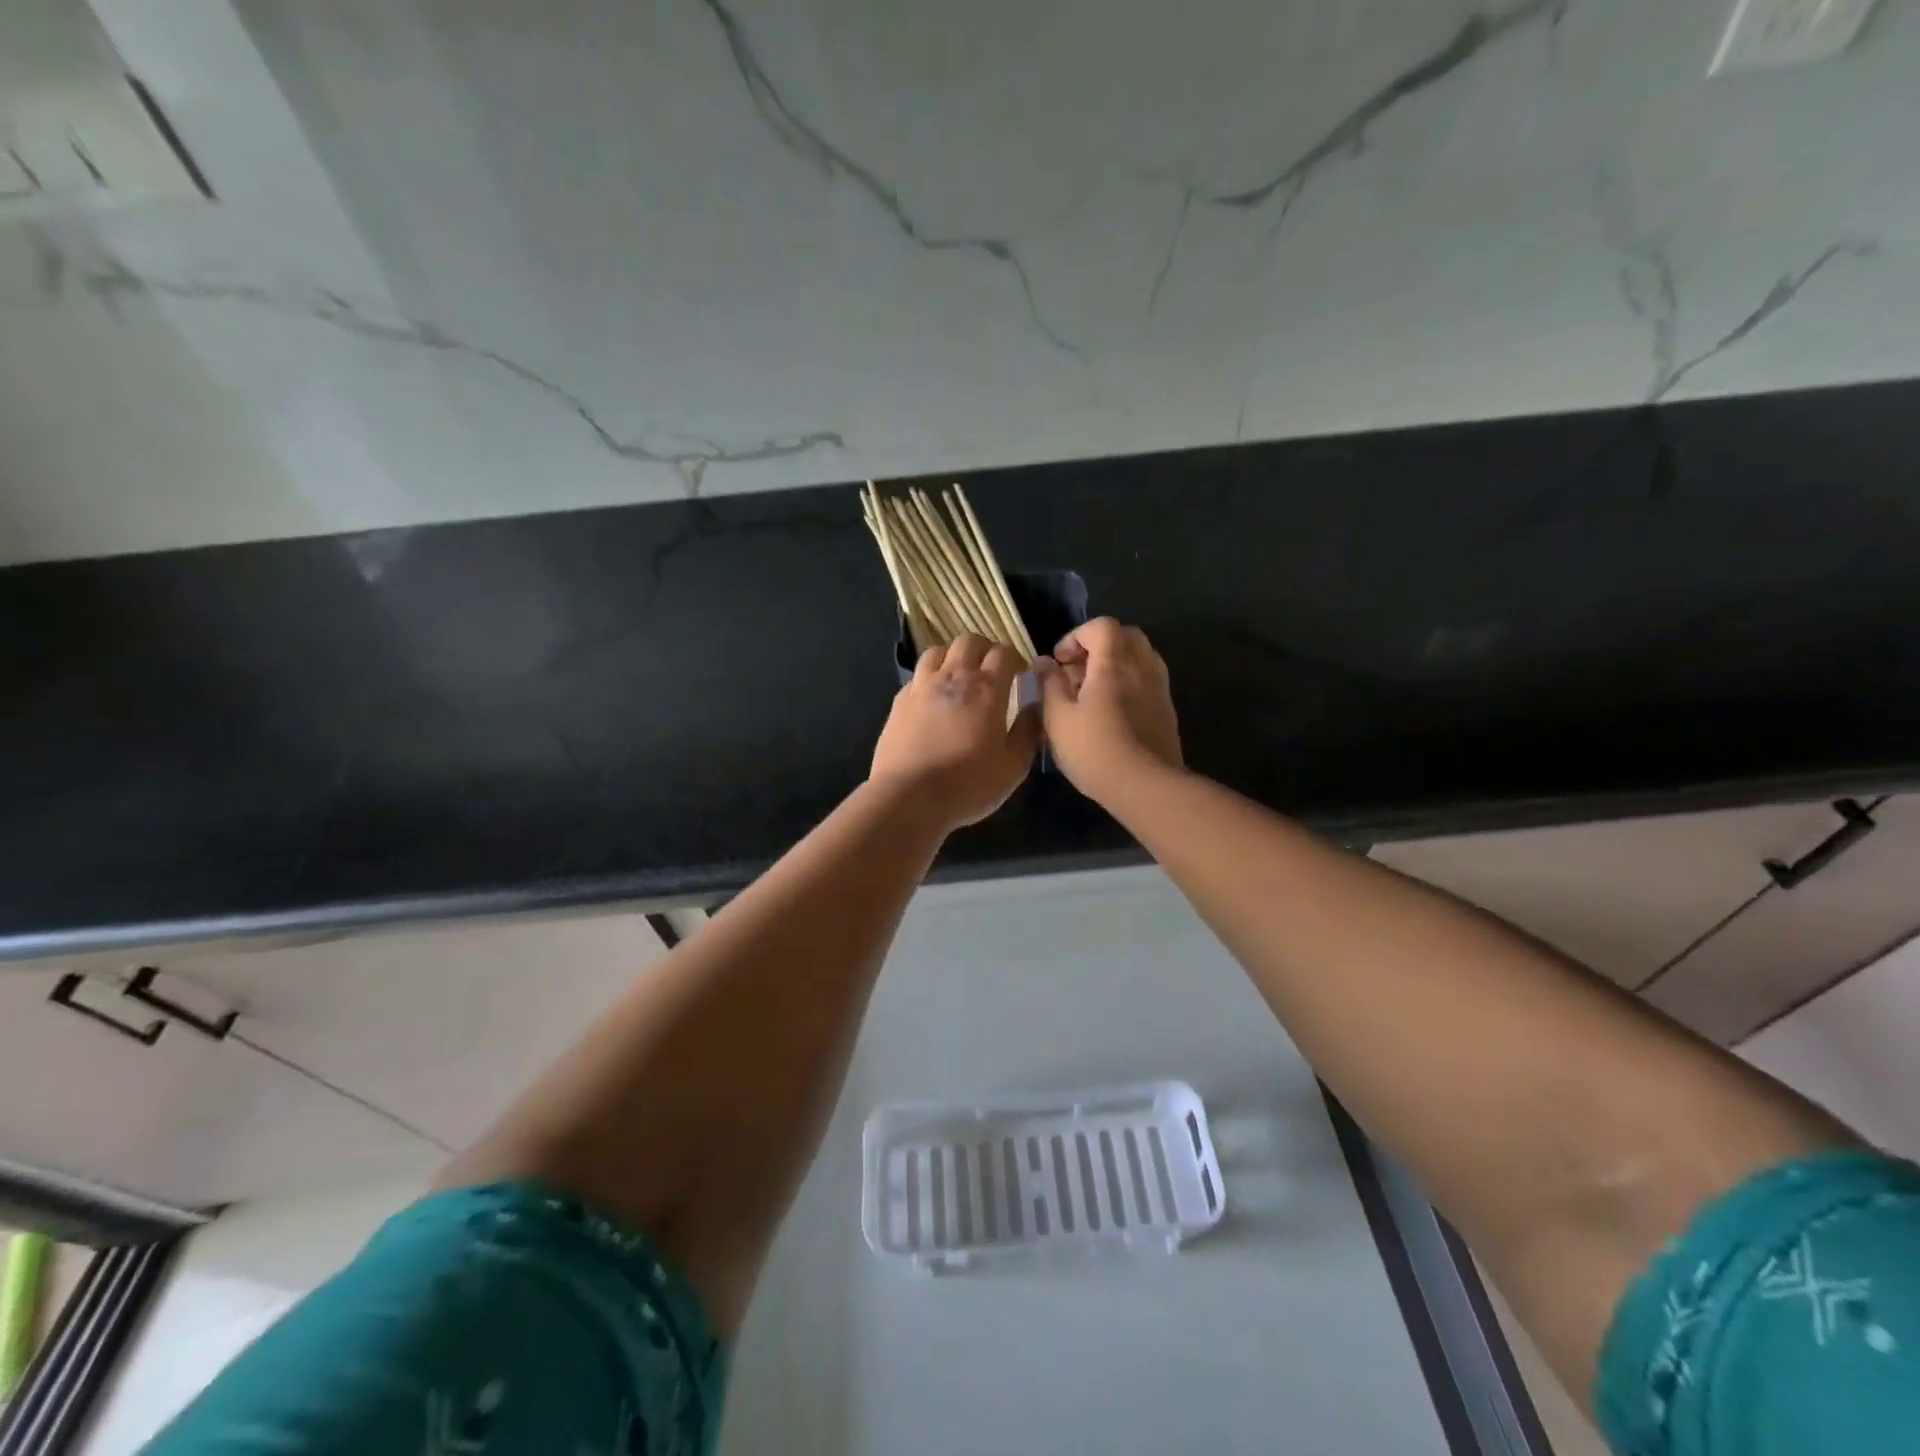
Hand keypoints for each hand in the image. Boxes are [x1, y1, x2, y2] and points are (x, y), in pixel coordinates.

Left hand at [870, 635, 1039, 831]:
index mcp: (986, 689)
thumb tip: (1036, 708)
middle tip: (991, 670)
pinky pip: (917, 675)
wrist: (908, 797)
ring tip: (959, 677)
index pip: (1003, 652)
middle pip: (969, 641)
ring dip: (953, 657)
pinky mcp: (899, 701)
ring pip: (938, 651)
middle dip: (984, 649)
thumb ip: (1028, 732)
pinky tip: (933, 699)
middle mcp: (953, 677)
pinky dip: (929, 678)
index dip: (1014, 658)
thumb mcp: (1013, 766)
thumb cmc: (968, 784)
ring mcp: (921, 686)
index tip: (1019, 675)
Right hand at [1037, 618, 1182, 804]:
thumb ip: (1049, 685)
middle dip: (1098, 646)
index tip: (1060, 661)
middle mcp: (1142, 667)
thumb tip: (1045, 663)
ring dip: (1115, 664)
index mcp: (1114, 662)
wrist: (1146, 786)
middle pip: (1125, 636)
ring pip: (1139, 658)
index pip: (1101, 626)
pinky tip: (1111, 711)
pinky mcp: (1167, 710)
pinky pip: (1147, 680)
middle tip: (1077, 672)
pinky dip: (1129, 683)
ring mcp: (1159, 688)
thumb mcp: (1058, 718)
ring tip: (1093, 692)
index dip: (1076, 636)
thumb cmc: (1094, 749)